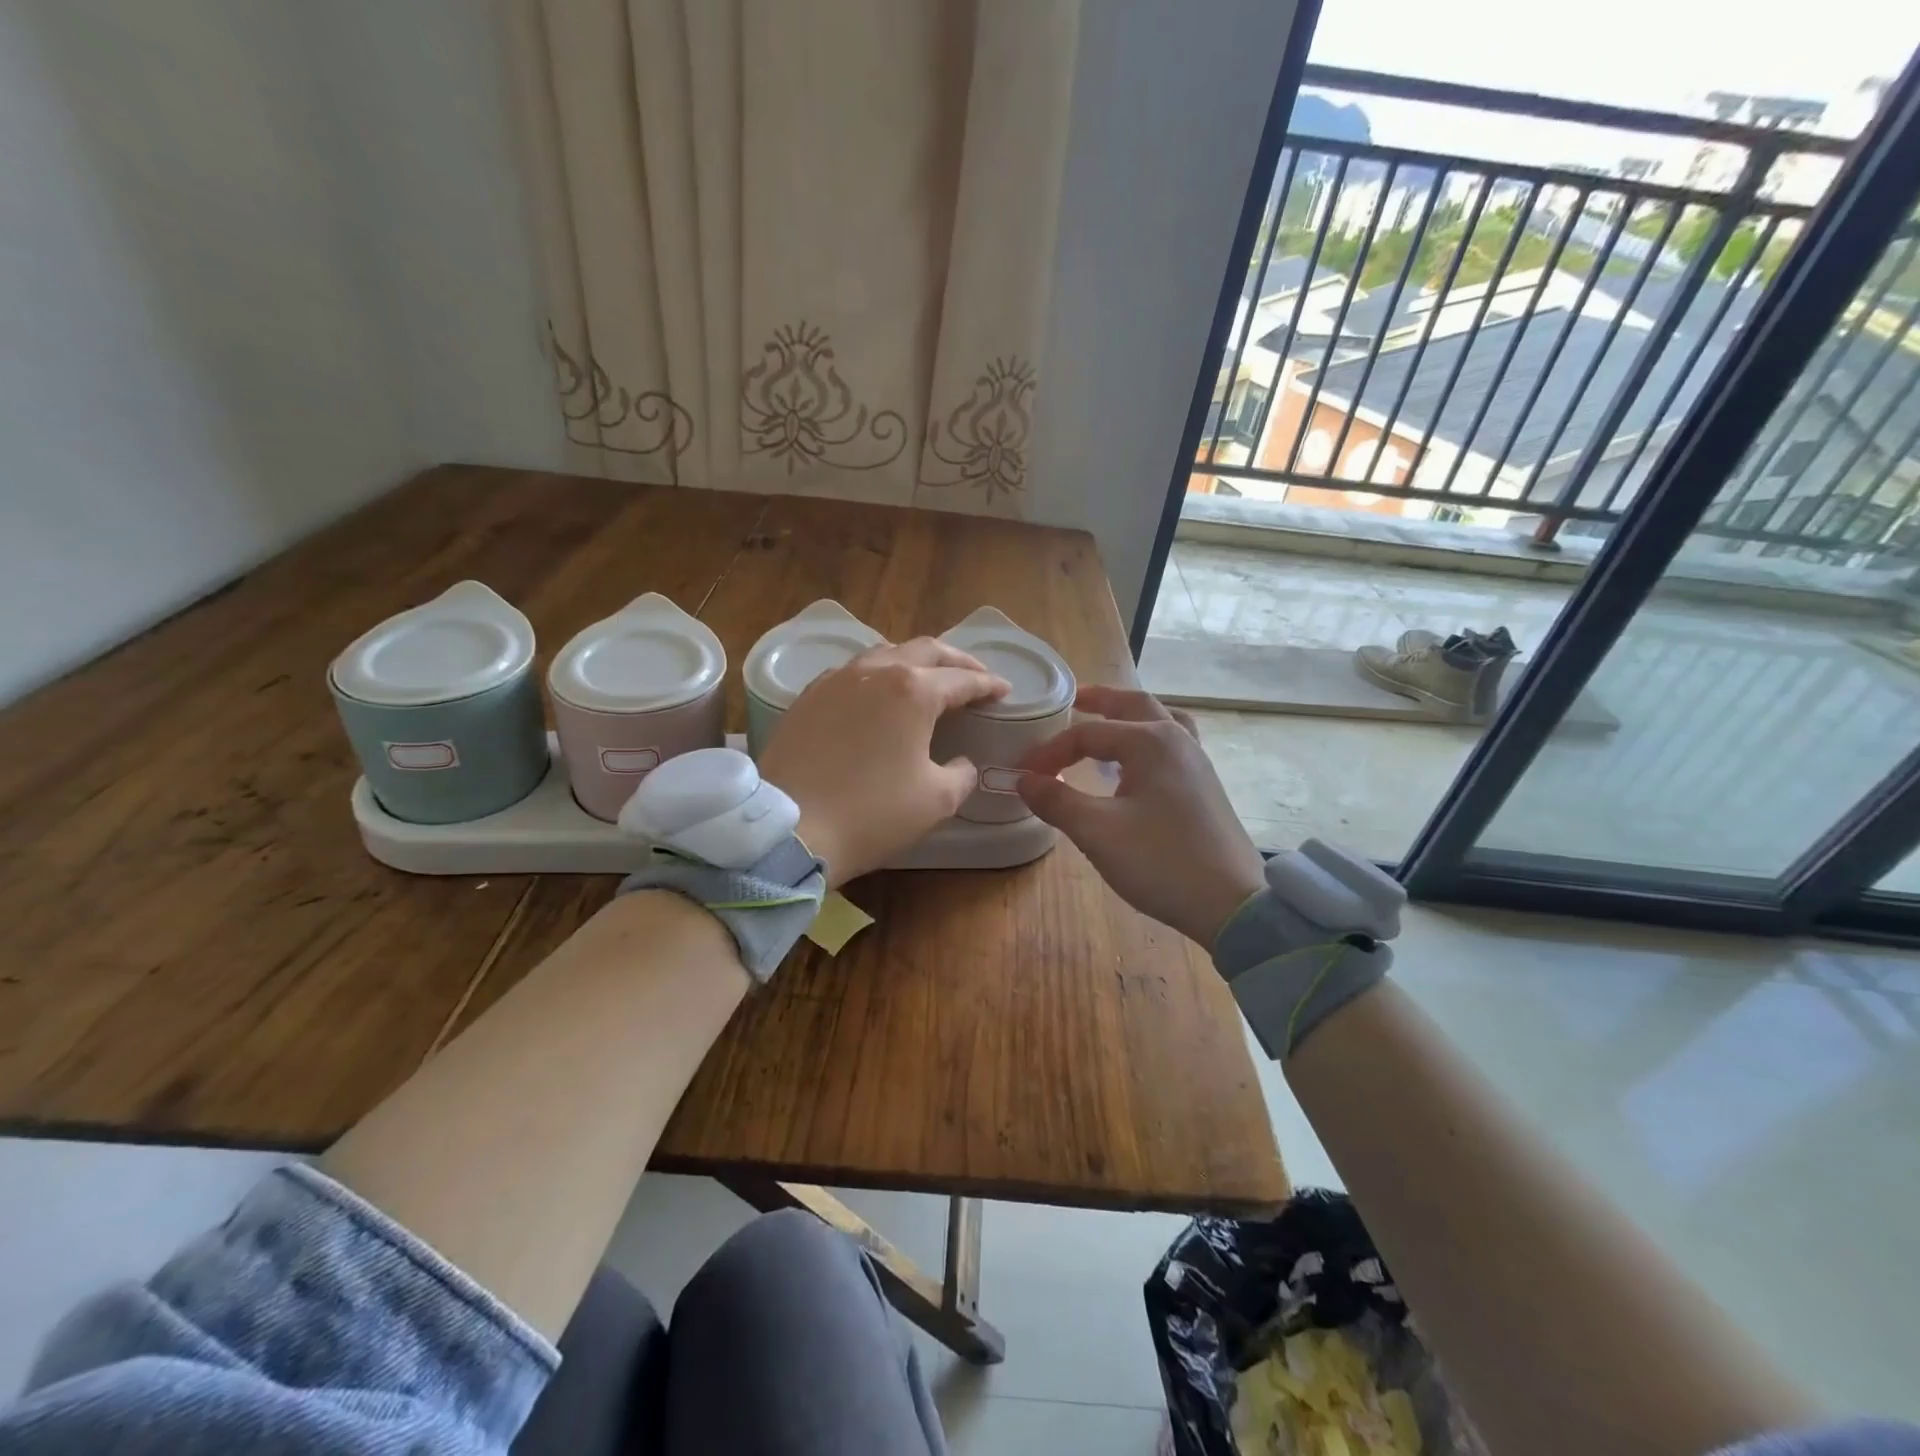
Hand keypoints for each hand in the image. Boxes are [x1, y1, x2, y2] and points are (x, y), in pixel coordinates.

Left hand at [758, 638, 1009, 885]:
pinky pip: (852, 672)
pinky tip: (879, 695)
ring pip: (885, 654)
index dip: (988, 685)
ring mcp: (837, 680)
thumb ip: (961, 774)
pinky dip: (878, 675)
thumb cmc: (872, 814)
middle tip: (975, 677)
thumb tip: (961, 763)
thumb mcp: (936, 800)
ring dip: (915, 662)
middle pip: (925, 650)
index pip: (962, 680)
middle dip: (956, 661)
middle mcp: (875, 672)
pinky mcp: (808, 696)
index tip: (1004, 691)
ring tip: (929, 680)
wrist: (790, 829)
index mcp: (913, 691)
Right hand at [1016, 686, 1265, 947]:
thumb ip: (1056, 800)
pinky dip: (1148, 739)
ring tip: (1107, 722)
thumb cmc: (1160, 861)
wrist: (1231, 904)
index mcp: (1150, 741)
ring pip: (1159, 721)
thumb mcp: (1097, 831)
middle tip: (1073, 701)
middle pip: (1133, 705)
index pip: (1087, 734)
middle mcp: (1177, 739)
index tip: (1024, 775)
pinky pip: (1172, 744)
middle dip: (1100, 701)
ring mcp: (1197, 761)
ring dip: (1129, 716)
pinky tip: (1136, 764)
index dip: (1050, 752)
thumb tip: (1024, 779)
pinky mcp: (1206, 785)